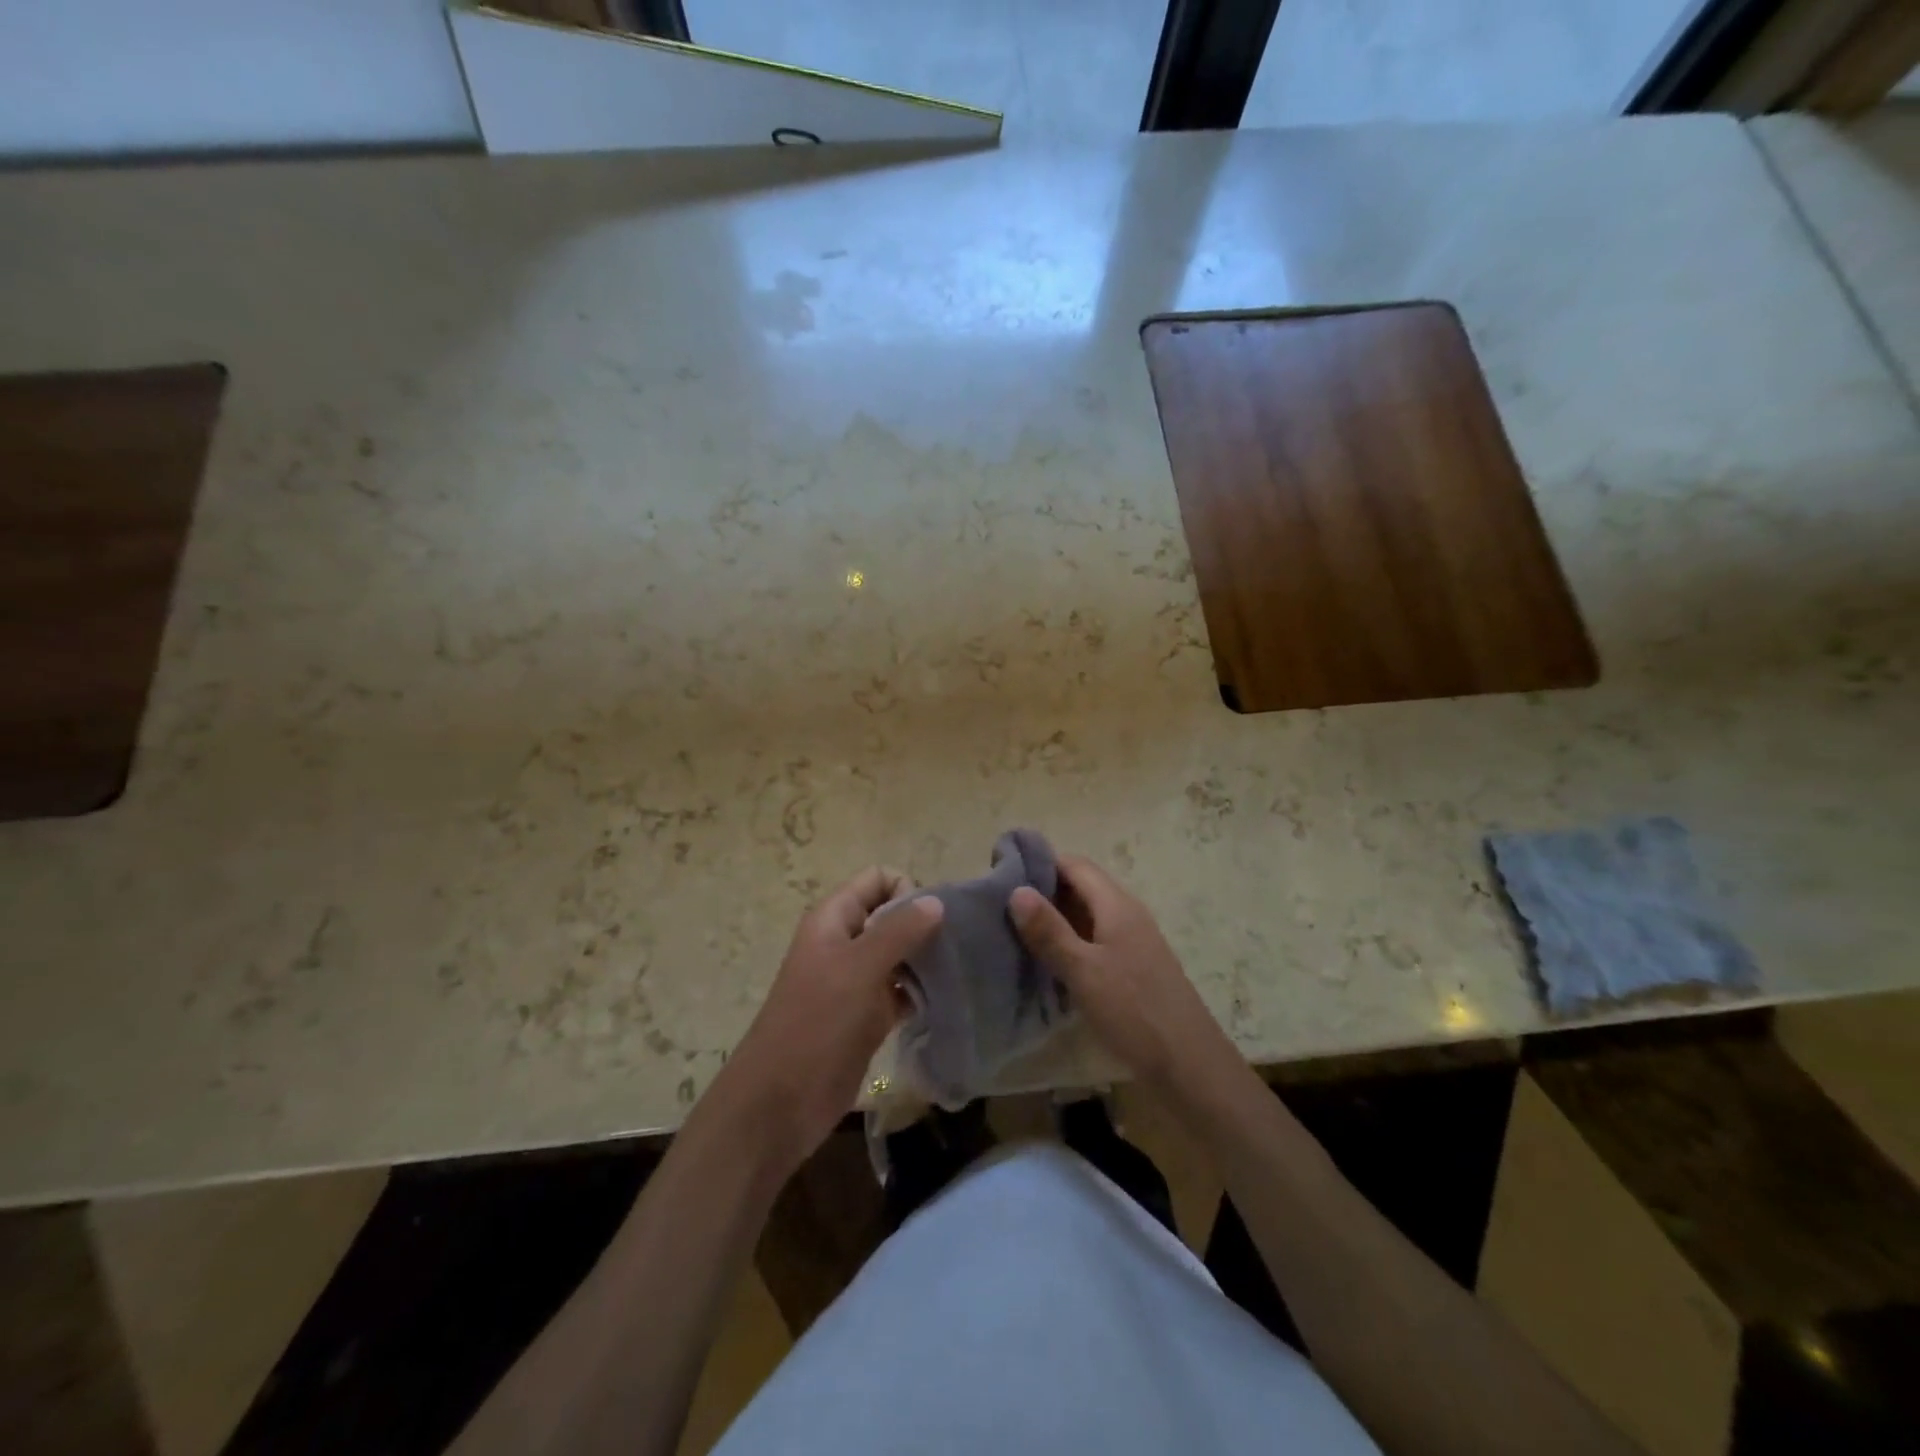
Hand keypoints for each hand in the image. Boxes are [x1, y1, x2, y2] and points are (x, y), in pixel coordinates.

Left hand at [710, 868, 942, 1178]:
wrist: (780, 1102)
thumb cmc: (817, 1024)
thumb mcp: (859, 969)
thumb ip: (898, 931)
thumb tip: (936, 901)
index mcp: (834, 919)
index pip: (878, 879)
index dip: (907, 890)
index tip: (932, 921)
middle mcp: (845, 942)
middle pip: (893, 915)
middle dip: (925, 925)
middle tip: (956, 948)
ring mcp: (856, 981)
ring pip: (900, 954)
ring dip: (927, 960)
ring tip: (957, 974)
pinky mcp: (867, 1015)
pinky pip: (901, 990)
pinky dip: (921, 992)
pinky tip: (945, 1001)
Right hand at [1011, 855, 1240, 1101]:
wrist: (1189, 1065)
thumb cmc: (1134, 1011)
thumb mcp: (1083, 971)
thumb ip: (1050, 931)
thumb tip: (1016, 890)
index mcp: (1116, 905)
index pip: (1074, 865)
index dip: (1040, 863)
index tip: (1002, 873)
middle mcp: (1126, 915)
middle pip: (1081, 887)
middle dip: (1043, 891)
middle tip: (1000, 905)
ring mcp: (1132, 942)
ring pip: (1087, 916)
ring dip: (1055, 919)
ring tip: (1014, 931)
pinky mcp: (1133, 968)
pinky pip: (1094, 941)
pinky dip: (1069, 942)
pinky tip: (1046, 962)